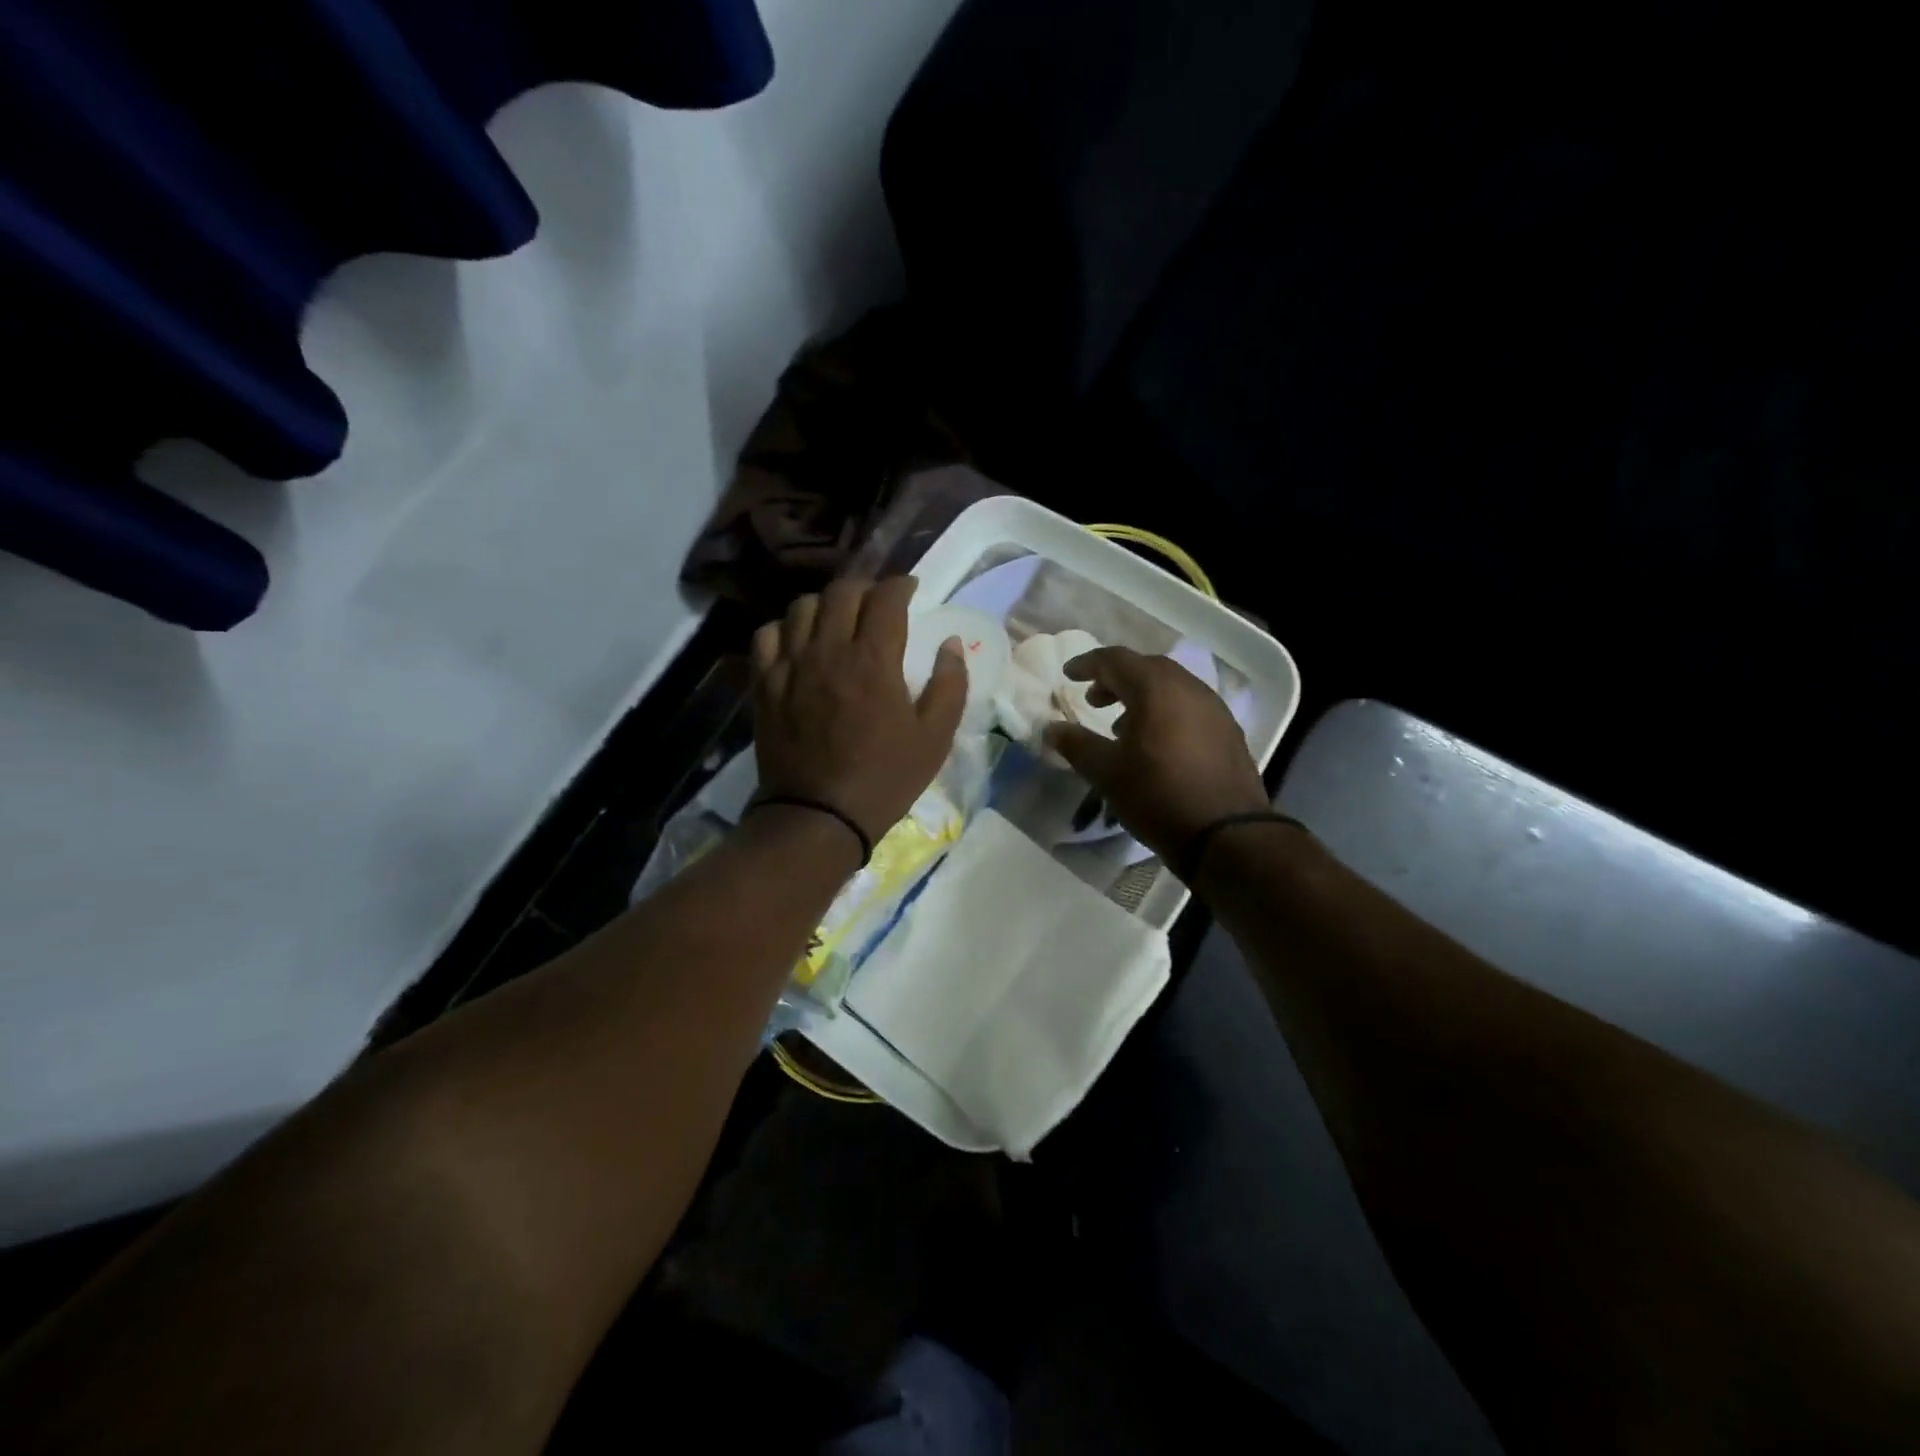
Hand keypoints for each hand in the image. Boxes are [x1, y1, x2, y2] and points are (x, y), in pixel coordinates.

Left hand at [750, 576, 967, 846]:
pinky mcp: (765, 684)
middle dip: (865, 587)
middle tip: (877, 602)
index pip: (886, 597)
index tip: (910, 589)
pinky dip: (785, 628)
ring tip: (837, 619)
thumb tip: (950, 643)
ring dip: (826, 604)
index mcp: (873, 659)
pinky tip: (798, 642)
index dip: (901, 584)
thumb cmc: (885, 777)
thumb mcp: (935, 738)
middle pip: (842, 592)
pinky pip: (767, 635)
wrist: (819, 815)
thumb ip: (950, 685)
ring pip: (802, 607)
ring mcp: (791, 665)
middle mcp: (828, 650)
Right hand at [1045, 647, 1267, 866]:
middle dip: (1116, 679)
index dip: (1088, 664)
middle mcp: (1189, 688)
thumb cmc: (1158, 796)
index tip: (1068, 675)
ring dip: (1142, 697)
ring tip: (1120, 725)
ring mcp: (1214, 709)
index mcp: (1156, 689)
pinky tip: (1155, 744)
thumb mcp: (1107, 772)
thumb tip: (1051, 728)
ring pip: (1171, 687)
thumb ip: (1076, 745)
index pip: (1115, 660)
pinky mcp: (1228, 732)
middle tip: (1093, 699)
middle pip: (1146, 668)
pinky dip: (1165, 712)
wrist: (1227, 835)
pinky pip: (1189, 707)